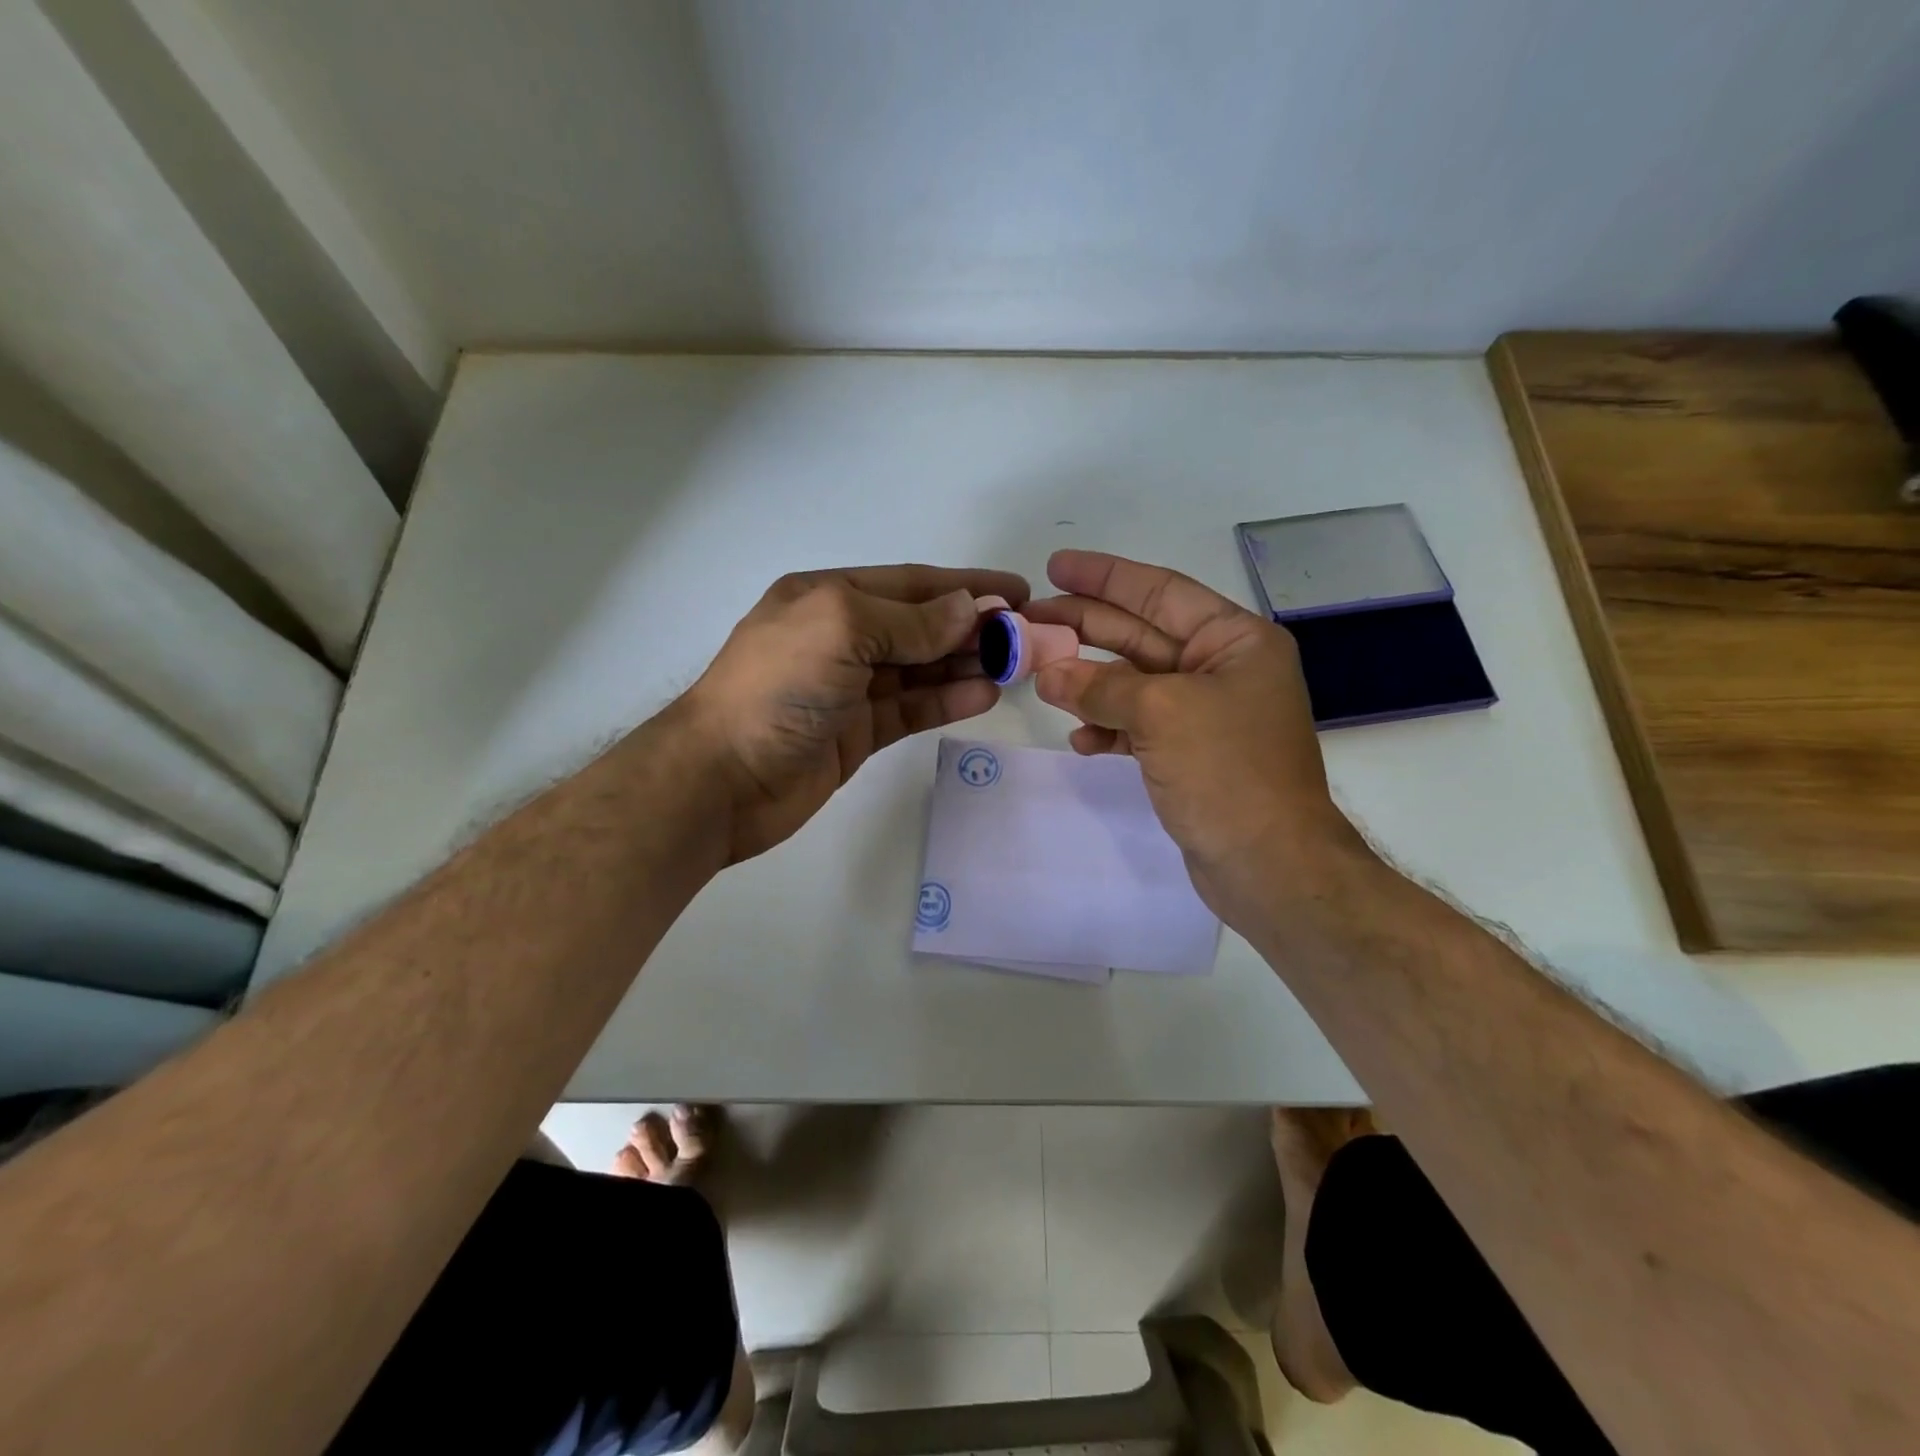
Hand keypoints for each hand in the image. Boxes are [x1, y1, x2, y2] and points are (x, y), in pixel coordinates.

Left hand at [684, 564, 1027, 862]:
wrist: (723, 778)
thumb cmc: (777, 686)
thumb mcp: (841, 628)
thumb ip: (909, 621)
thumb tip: (969, 610)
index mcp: (828, 597)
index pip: (911, 584)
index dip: (966, 586)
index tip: (1018, 592)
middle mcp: (840, 637)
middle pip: (921, 627)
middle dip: (973, 628)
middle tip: (1029, 636)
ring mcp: (849, 688)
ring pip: (921, 669)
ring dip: (967, 664)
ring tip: (1018, 665)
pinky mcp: (857, 733)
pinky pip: (911, 709)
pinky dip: (946, 700)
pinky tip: (985, 695)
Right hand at [1024, 550, 1369, 915]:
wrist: (1269, 865)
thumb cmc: (1228, 772)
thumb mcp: (1161, 714)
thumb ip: (1100, 687)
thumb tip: (1048, 673)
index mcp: (1235, 641)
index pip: (1161, 591)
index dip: (1106, 577)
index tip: (1056, 566)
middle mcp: (1223, 669)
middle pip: (1141, 634)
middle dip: (1086, 627)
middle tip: (1031, 620)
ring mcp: (1206, 714)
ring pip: (1134, 683)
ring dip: (1089, 683)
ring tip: (1041, 679)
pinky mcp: (1190, 754)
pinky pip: (1139, 726)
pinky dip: (1108, 728)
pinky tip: (1081, 739)